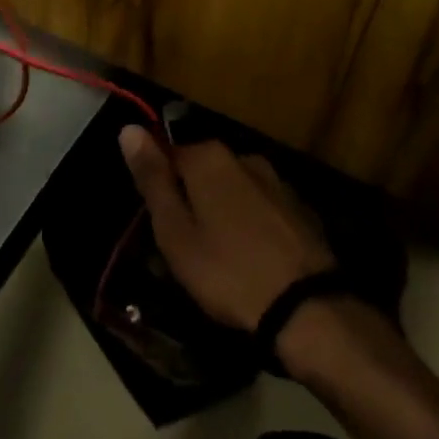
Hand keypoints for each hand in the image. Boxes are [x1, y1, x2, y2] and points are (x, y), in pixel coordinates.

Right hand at [118, 130, 334, 331]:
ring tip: (218, 258)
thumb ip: (152, 179)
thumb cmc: (228, 271)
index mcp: (209, 157)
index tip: (158, 224)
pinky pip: (260, 208)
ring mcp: (276, 181)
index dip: (158, 187)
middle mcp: (243, 156)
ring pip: (232, 189)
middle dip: (190, 199)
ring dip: (221, 212)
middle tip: (184, 246)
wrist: (308, 310)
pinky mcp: (300, 209)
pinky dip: (250, 225)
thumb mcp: (175, 232)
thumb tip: (129, 128)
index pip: (167, 153)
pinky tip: (250, 259)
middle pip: (201, 171)